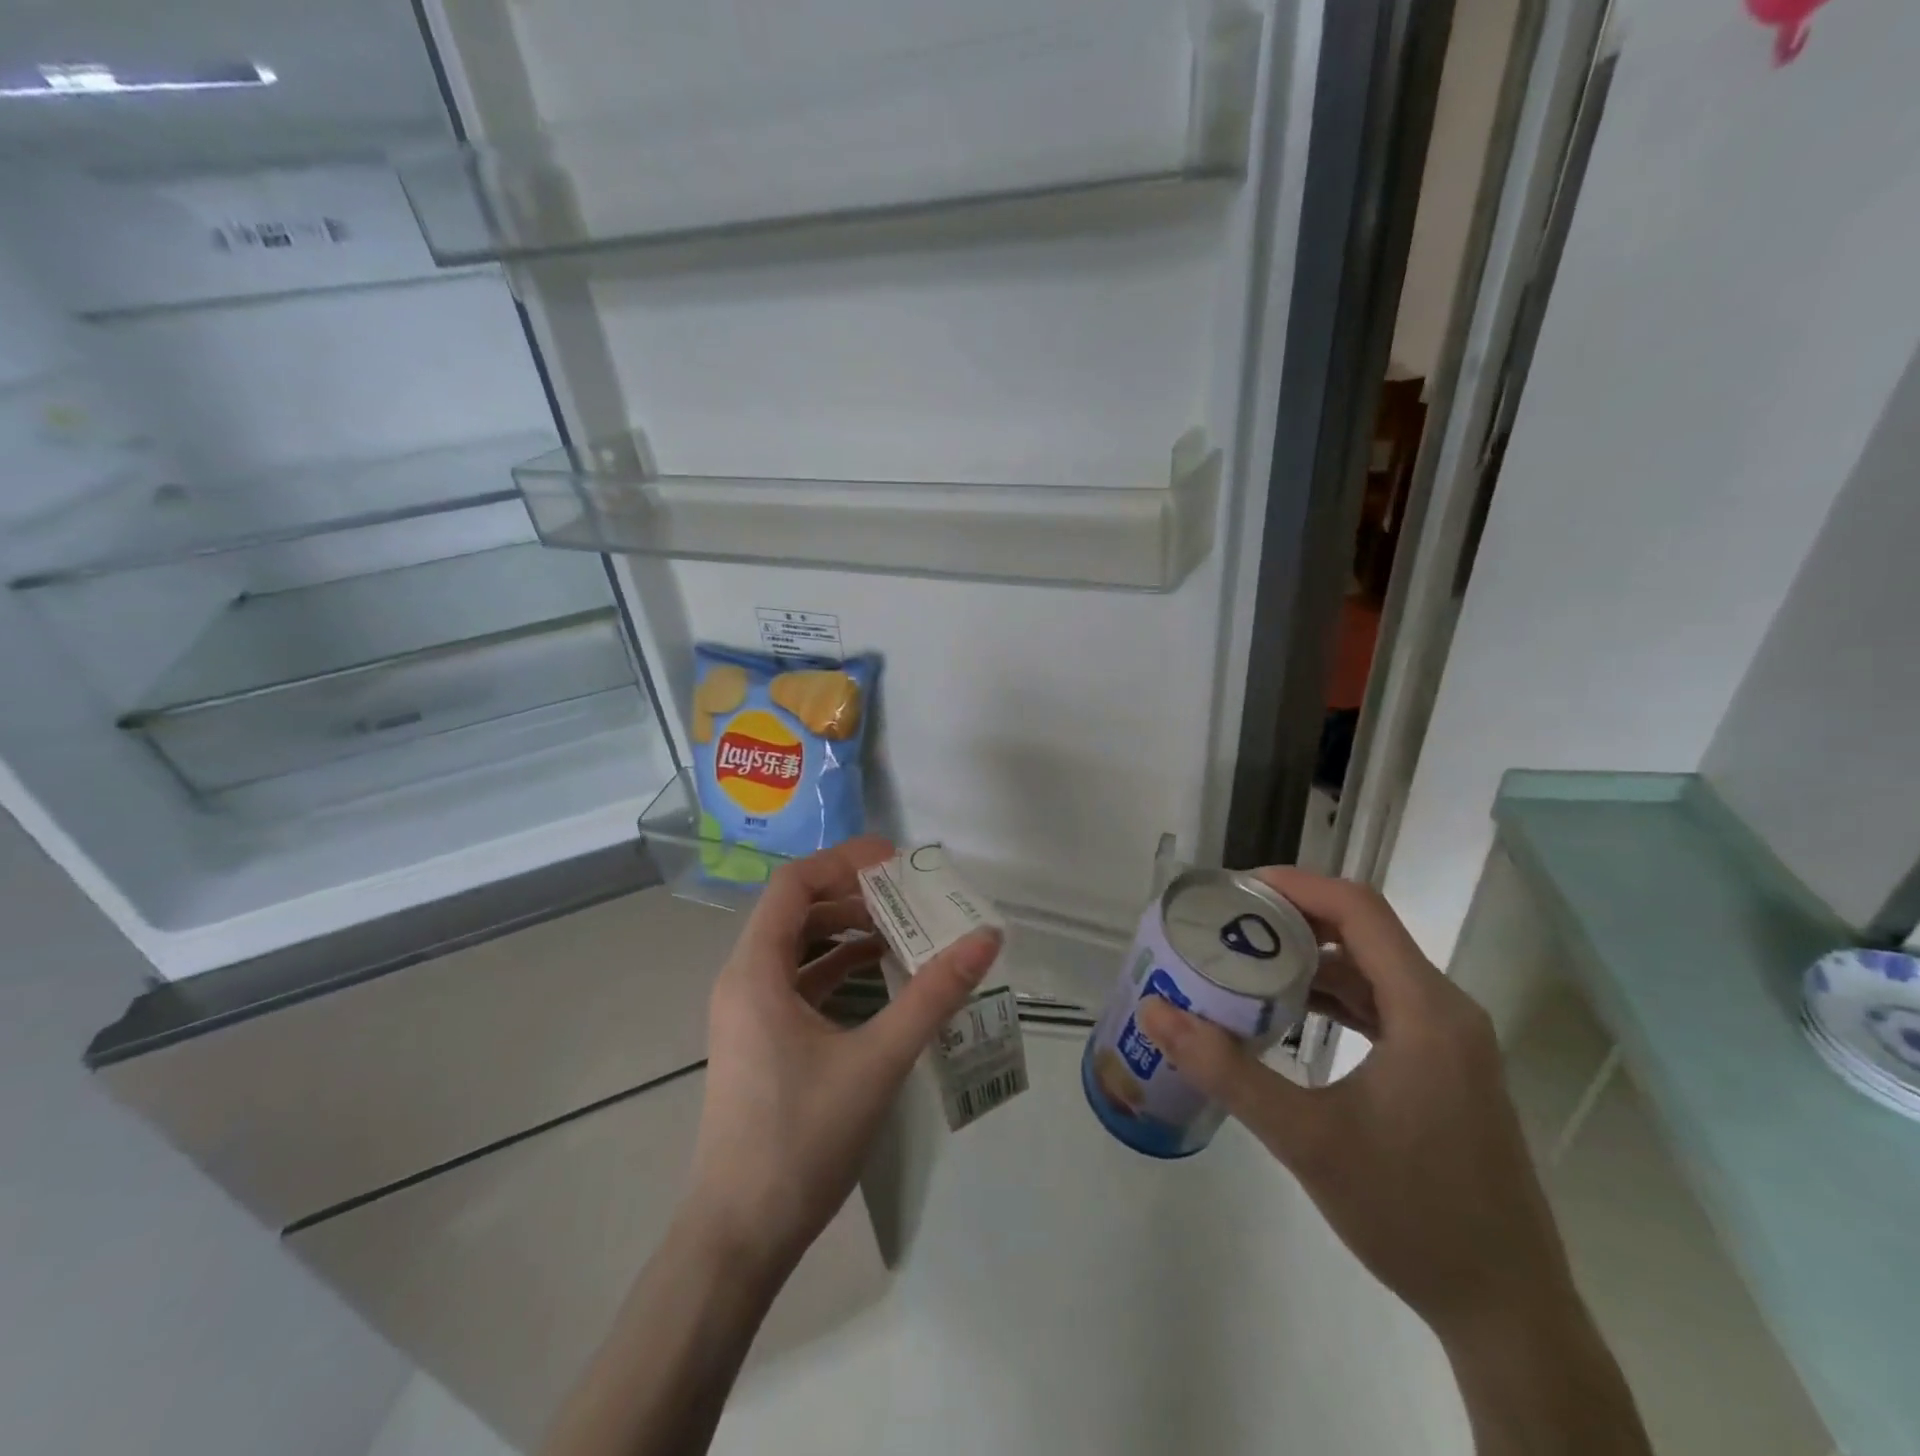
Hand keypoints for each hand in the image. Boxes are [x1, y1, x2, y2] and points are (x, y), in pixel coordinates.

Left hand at [684, 836, 1001, 1281]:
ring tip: (903, 925)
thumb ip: (933, 996)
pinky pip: (798, 980)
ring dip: (846, 930)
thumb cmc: (802, 1141)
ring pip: (797, 946)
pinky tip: (880, 973)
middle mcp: (743, 979)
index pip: (794, 884)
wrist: (739, 1237)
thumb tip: (985, 940)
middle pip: (796, 909)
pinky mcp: (760, 1039)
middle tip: (909, 891)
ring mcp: (748, 1011)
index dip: (843, 861)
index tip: (896, 860)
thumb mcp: (878, 1061)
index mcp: (755, 971)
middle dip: (852, 893)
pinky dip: (837, 966)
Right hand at [1136, 867, 1573, 1341]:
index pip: (1358, 909)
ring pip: (1371, 968)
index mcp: (1426, 1009)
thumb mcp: (1305, 1138)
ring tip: (1245, 961)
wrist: (1506, 1310)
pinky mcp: (1444, 1068)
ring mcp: (1449, 1041)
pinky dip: (1333, 995)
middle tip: (1225, 924)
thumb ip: (1226, 1070)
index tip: (1234, 890)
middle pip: (1363, 931)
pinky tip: (1290, 1014)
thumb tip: (1155, 1011)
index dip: (1295, 885)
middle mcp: (1445, 1010)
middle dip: (1291, 918)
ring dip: (1310, 958)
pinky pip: (1381, 1005)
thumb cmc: (1411, 1214)